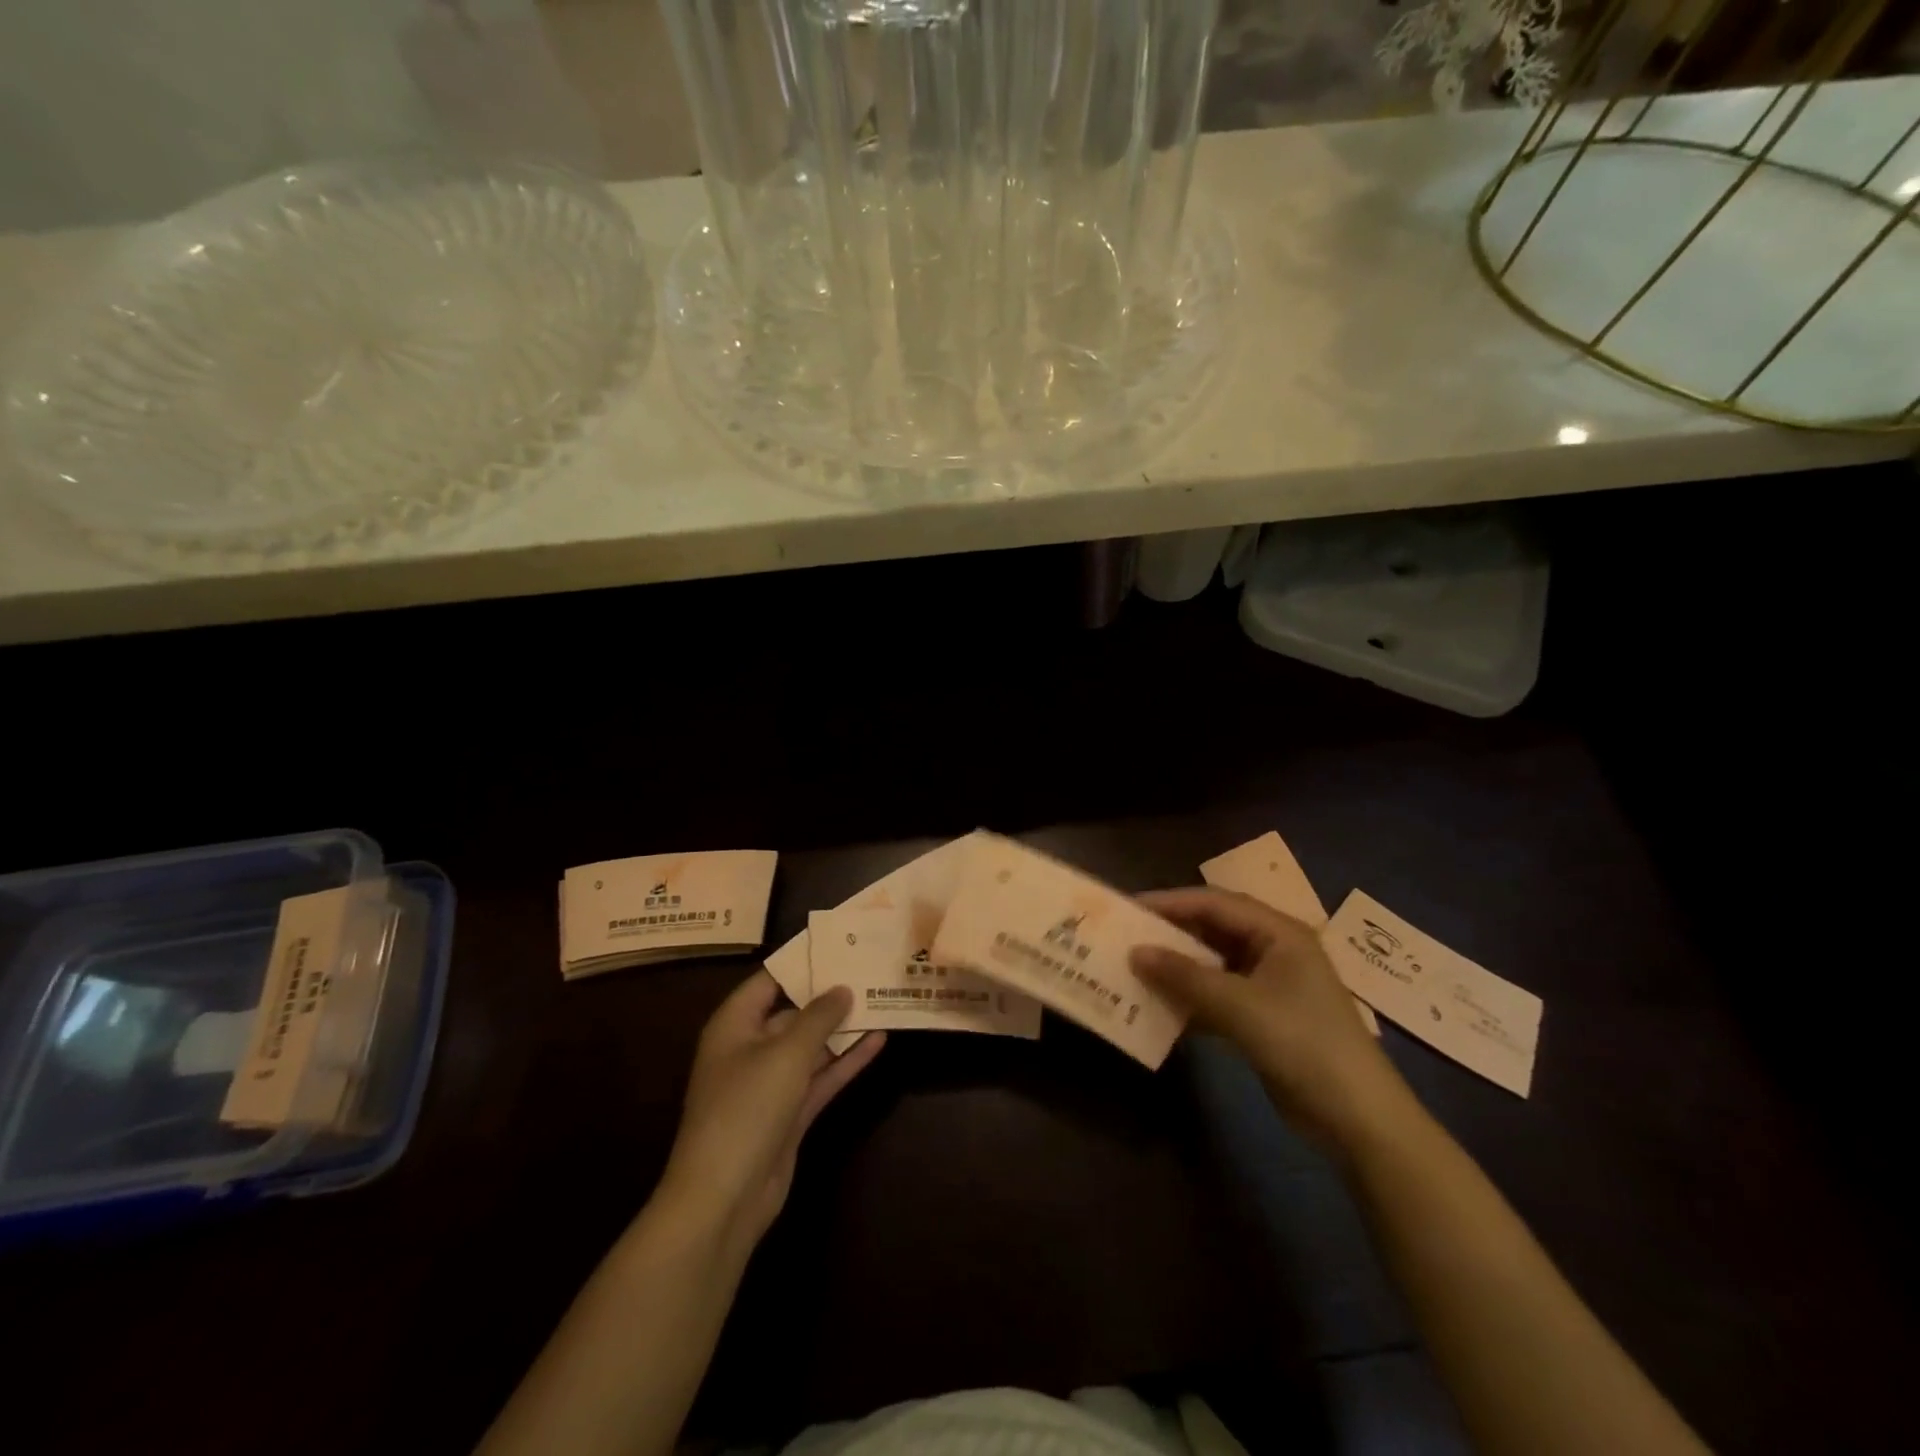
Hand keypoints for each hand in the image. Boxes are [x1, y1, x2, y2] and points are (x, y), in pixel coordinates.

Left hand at [659, 973, 884, 1253]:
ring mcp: (770, 1085)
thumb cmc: (746, 1108)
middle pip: (793, 1012)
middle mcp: (750, 1049)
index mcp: (734, 1026)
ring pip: (812, 1047)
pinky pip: (821, 1077)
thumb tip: (842, 988)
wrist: (724, 1199)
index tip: (839, 944)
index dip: (802, 962)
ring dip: (843, 1029)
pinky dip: (846, 1061)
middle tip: (869, 969)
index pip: (769, 981)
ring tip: (882, 999)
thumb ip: (818, 1017)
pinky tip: (878, 1041)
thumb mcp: (786, 1053)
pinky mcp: (789, 1115)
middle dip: (830, 996)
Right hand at [1131, 888, 1413, 1155]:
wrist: (1359, 1120)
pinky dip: (1192, 998)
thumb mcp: (1241, 1006)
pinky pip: (1219, 995)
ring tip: (1136, 968)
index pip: (1214, 903)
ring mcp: (1271, 985)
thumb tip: (1135, 952)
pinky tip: (1162, 1007)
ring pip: (1213, 964)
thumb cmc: (1304, 1045)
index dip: (1170, 902)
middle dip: (1172, 933)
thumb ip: (1185, 977)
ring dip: (1178, 968)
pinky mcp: (1264, 1017)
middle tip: (1127, 937)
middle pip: (1213, 930)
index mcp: (1279, 933)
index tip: (1129, 908)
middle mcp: (1274, 950)